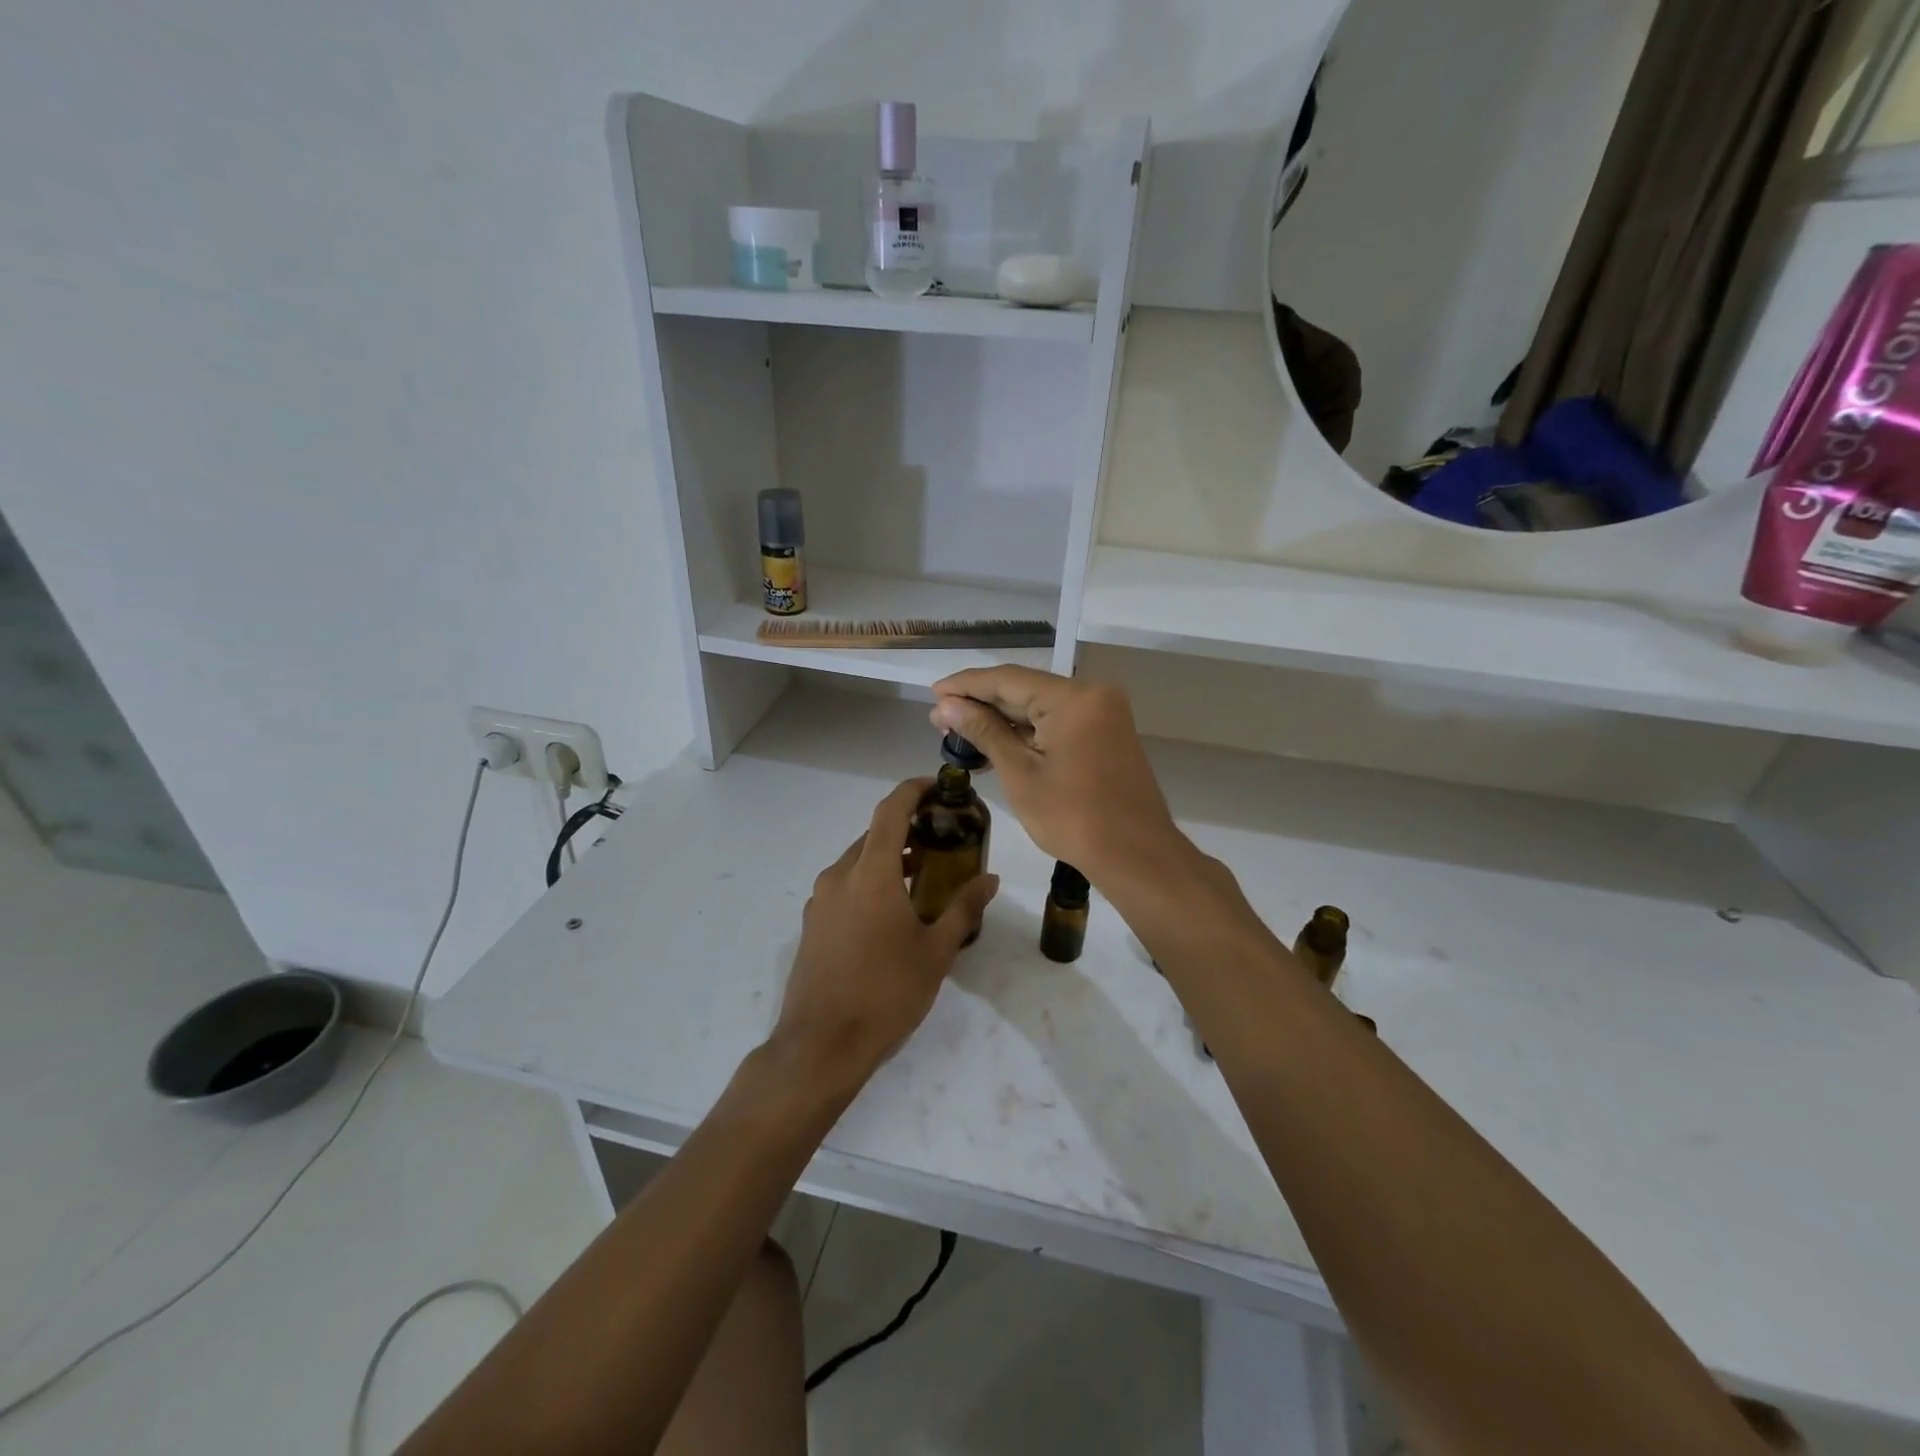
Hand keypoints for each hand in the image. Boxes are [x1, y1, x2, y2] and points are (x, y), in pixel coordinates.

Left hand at [770, 778, 999, 1090]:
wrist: (821, 1044)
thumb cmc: (886, 993)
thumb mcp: (935, 952)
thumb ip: (963, 909)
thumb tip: (990, 879)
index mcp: (871, 874)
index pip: (891, 811)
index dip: (913, 790)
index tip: (938, 786)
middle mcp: (840, 875)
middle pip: (875, 835)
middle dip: (907, 828)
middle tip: (942, 835)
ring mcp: (821, 899)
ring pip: (858, 861)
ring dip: (890, 856)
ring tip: (924, 872)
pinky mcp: (812, 923)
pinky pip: (845, 885)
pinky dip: (871, 880)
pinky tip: (892, 909)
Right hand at [929, 666, 1187, 889]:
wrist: (1136, 856)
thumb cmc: (1074, 818)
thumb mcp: (1020, 774)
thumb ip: (984, 731)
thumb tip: (947, 706)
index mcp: (1073, 698)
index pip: (1007, 679)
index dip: (965, 685)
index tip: (932, 694)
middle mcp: (1092, 694)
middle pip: (1024, 689)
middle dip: (981, 704)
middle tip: (939, 719)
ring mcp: (1102, 713)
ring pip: (1040, 706)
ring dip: (1001, 719)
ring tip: (958, 733)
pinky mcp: (1105, 733)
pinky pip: (1057, 722)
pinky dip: (1026, 732)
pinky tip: (994, 744)